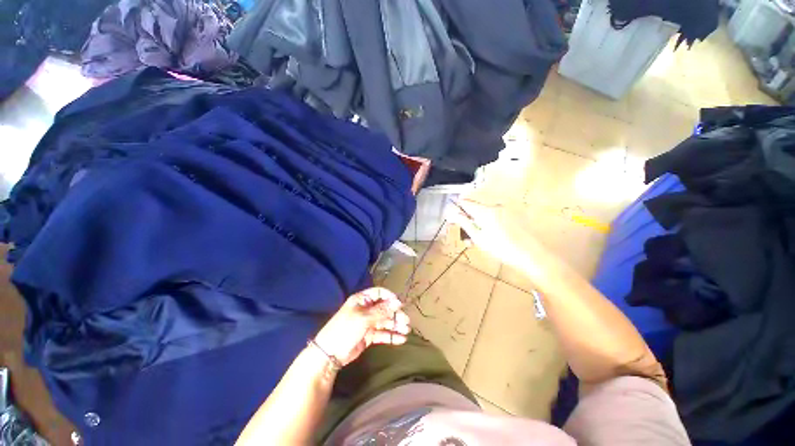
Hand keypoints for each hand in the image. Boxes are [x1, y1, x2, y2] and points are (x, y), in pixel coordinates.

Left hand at [314, 287, 409, 366]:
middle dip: (395, 314)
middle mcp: (366, 309)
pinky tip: (401, 339)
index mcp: (362, 300)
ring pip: (385, 321)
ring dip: (395, 325)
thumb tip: (398, 302)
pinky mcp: (369, 336)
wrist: (329, 354)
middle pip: (384, 308)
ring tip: (406, 330)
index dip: (390, 297)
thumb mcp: (363, 318)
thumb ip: (381, 310)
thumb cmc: (345, 329)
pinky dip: (391, 336)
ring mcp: (367, 323)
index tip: (400, 304)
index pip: (379, 293)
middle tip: (406, 321)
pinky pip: (382, 333)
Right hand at [447, 199, 539, 270]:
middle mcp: (495, 206)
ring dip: (479, 220)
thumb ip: (465, 223)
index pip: (466, 203)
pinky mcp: (513, 213)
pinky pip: (496, 213)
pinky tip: (492, 234)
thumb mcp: (479, 238)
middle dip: (469, 217)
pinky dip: (490, 221)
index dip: (458, 207)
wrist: (532, 255)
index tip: (453, 214)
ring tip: (479, 237)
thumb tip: (453, 213)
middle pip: (476, 207)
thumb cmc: (502, 249)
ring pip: (486, 211)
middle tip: (467, 233)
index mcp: (485, 211)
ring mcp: (506, 209)